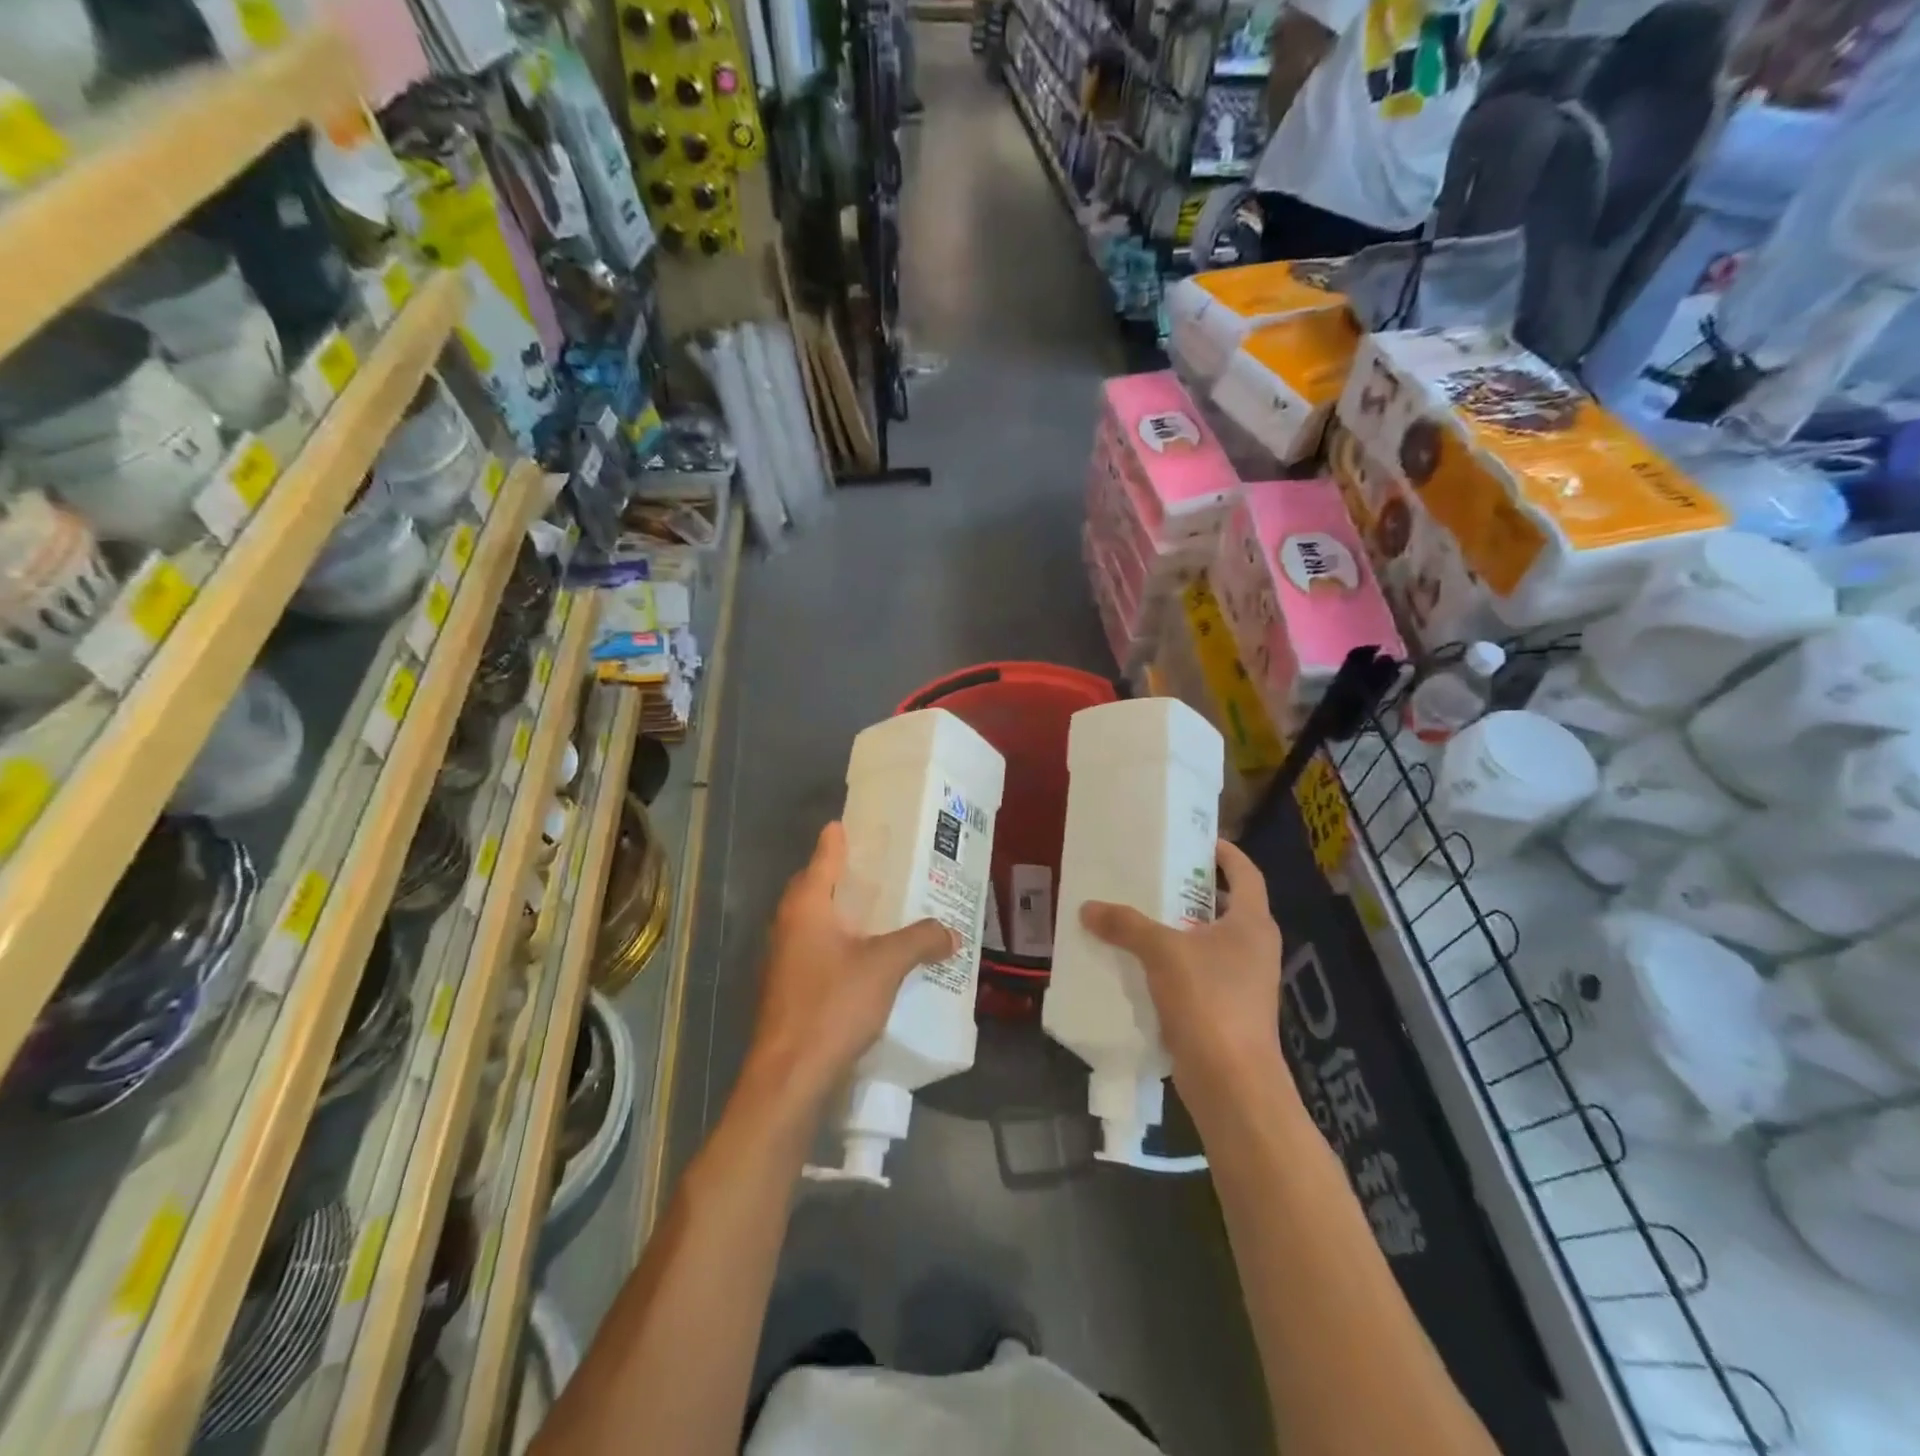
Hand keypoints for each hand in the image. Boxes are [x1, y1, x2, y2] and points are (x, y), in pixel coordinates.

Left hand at [748, 822, 957, 1103]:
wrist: (790, 1076)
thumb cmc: (833, 1005)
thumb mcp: (886, 966)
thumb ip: (920, 941)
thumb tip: (950, 932)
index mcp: (807, 906)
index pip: (823, 856)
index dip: (838, 838)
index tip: (852, 822)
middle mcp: (789, 925)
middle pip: (815, 886)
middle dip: (844, 875)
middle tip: (880, 867)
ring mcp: (784, 959)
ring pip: (816, 921)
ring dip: (843, 912)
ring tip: (882, 910)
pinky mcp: (789, 989)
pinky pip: (818, 950)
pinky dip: (841, 943)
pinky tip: (868, 957)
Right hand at [1080, 839, 1284, 1104]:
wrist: (1232, 1083)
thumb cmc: (1209, 1000)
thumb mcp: (1162, 952)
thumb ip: (1126, 925)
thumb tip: (1087, 907)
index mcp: (1252, 923)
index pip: (1245, 873)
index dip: (1225, 853)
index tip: (1197, 841)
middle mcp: (1254, 948)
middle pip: (1225, 907)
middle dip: (1191, 892)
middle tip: (1154, 876)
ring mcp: (1244, 982)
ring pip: (1209, 943)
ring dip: (1178, 930)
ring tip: (1138, 916)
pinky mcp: (1228, 1011)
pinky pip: (1198, 974)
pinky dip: (1174, 964)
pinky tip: (1140, 964)